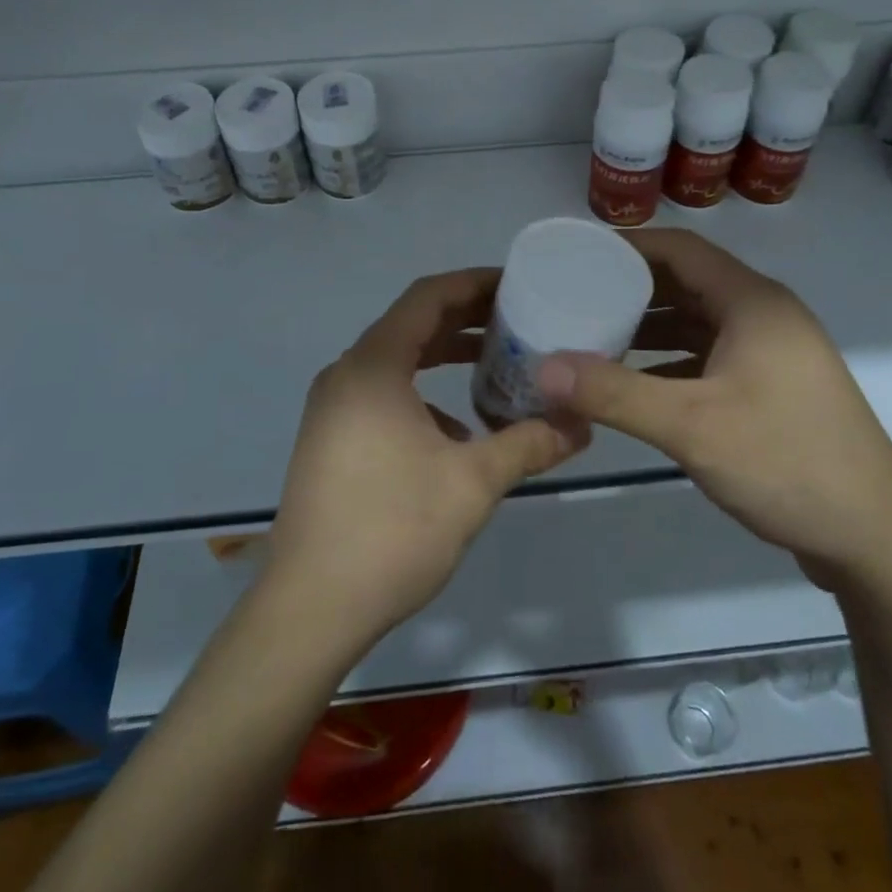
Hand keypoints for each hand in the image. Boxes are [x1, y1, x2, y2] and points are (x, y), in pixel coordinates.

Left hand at [265, 269, 588, 649]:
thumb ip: (529, 444)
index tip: (516, 284)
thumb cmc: (392, 530)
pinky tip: (457, 430)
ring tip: (496, 364)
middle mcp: (346, 374)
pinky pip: (382, 393)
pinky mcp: (330, 438)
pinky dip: (422, 392)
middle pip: (411, 324)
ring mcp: (332, 408)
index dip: (473, 283)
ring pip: (396, 360)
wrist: (310, 608)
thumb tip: (581, 425)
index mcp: (373, 367)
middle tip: (518, 320)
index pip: (427, 297)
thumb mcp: (472, 483)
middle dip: (465, 318)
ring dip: (444, 355)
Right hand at [536, 229, 891, 588]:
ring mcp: (773, 354)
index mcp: (753, 303)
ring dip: (650, 328)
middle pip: (689, 283)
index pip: (682, 249)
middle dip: (632, 288)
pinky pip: (711, 357)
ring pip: (700, 323)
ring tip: (594, 337)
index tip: (578, 254)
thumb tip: (543, 368)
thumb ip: (614, 393)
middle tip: (576, 297)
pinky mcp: (774, 389)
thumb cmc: (786, 463)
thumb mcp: (692, 426)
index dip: (629, 246)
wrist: (876, 540)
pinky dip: (672, 362)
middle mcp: (765, 316)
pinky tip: (636, 384)